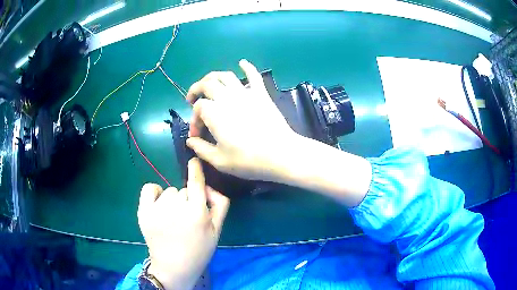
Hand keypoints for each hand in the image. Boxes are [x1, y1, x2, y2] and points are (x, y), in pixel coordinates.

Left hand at [137, 158, 229, 289]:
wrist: (174, 266)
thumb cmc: (199, 250)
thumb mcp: (217, 230)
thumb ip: (219, 204)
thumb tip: (209, 186)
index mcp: (197, 213)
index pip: (196, 181)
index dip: (195, 169)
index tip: (194, 161)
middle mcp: (176, 207)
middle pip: (184, 190)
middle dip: (188, 200)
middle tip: (187, 218)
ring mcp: (157, 209)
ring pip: (169, 192)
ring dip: (173, 201)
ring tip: (172, 219)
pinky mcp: (143, 212)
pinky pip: (150, 189)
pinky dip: (155, 193)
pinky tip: (158, 205)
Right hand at [186, 59, 299, 181]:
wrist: (280, 154)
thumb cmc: (248, 160)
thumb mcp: (219, 161)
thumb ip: (201, 149)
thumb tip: (190, 142)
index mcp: (214, 112)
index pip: (198, 108)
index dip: (193, 120)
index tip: (196, 135)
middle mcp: (227, 97)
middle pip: (207, 84)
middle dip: (196, 89)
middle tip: (191, 98)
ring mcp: (245, 93)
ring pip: (226, 76)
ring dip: (213, 76)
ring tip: (208, 83)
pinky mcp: (261, 94)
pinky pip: (254, 76)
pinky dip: (247, 67)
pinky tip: (242, 62)